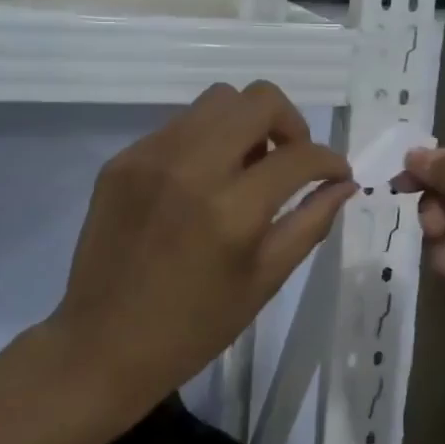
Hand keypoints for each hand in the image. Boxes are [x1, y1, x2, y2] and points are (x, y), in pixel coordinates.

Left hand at [50, 82, 356, 410]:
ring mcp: (150, 157)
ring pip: (216, 101)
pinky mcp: (122, 159)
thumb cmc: (193, 326)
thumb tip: (343, 184)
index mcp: (232, 210)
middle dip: (290, 122)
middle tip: (290, 158)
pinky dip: (204, 141)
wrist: (101, 344)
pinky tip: (201, 182)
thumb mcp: (264, 281)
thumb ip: (309, 223)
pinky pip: (179, 126)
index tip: (335, 172)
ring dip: (245, 125)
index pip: (299, 155)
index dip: (329, 160)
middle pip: (258, 99)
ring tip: (245, 168)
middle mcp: (191, 167)